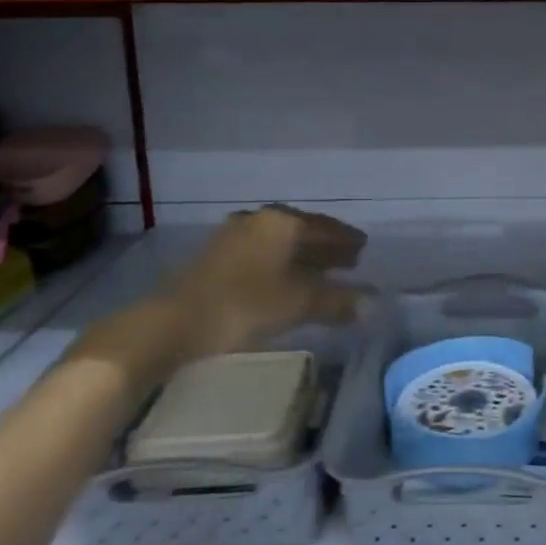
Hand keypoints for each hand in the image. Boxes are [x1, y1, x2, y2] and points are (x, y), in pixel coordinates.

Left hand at [74, 207, 364, 384]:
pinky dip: (279, 263)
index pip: (326, 227)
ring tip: (319, 271)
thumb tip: (375, 304)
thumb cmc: (243, 306)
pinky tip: (283, 279)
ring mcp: (233, 235)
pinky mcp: (214, 256)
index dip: (347, 239)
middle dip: (326, 246)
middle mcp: (260, 219)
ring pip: (280, 242)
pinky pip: (261, 252)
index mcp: (283, 222)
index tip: (364, 247)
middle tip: (348, 260)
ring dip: (302, 255)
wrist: (170, 324)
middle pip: (303, 230)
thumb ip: (338, 301)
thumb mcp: (298, 304)